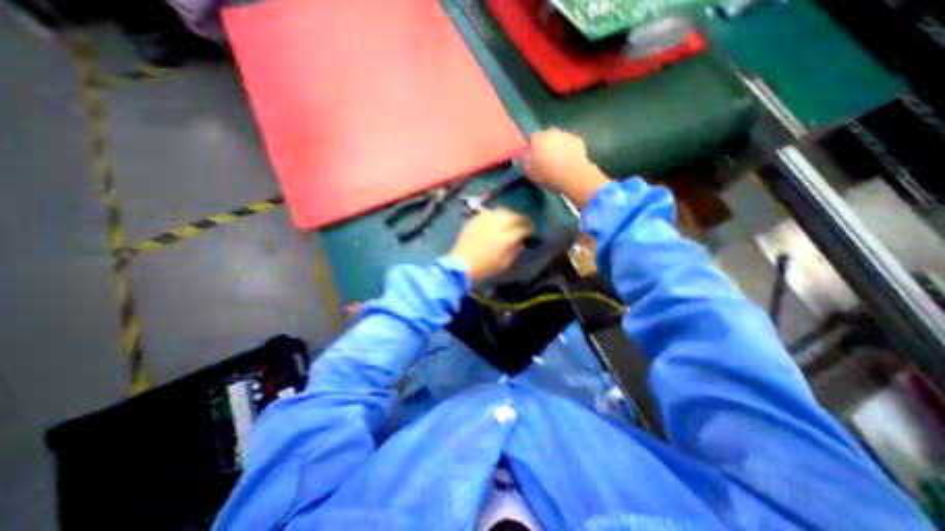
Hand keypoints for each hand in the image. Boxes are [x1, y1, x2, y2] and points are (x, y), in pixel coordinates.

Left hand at [449, 208, 529, 284]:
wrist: (462, 263)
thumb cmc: (485, 267)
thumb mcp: (504, 263)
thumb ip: (514, 251)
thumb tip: (520, 242)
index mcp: (506, 238)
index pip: (522, 229)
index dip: (528, 229)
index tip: (530, 231)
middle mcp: (497, 226)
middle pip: (513, 216)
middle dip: (520, 218)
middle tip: (523, 221)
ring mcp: (485, 221)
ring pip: (502, 211)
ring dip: (509, 214)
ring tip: (511, 218)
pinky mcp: (476, 219)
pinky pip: (489, 212)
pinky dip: (496, 214)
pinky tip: (496, 218)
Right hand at [519, 129, 609, 209]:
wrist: (572, 176)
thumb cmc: (549, 175)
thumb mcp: (532, 175)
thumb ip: (528, 168)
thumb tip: (528, 165)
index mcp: (538, 139)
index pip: (533, 139)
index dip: (534, 148)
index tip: (535, 158)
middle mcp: (552, 133)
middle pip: (547, 136)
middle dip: (546, 145)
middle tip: (547, 159)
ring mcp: (566, 135)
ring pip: (559, 139)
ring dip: (558, 146)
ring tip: (559, 161)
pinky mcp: (578, 140)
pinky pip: (570, 144)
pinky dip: (569, 149)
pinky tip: (569, 160)